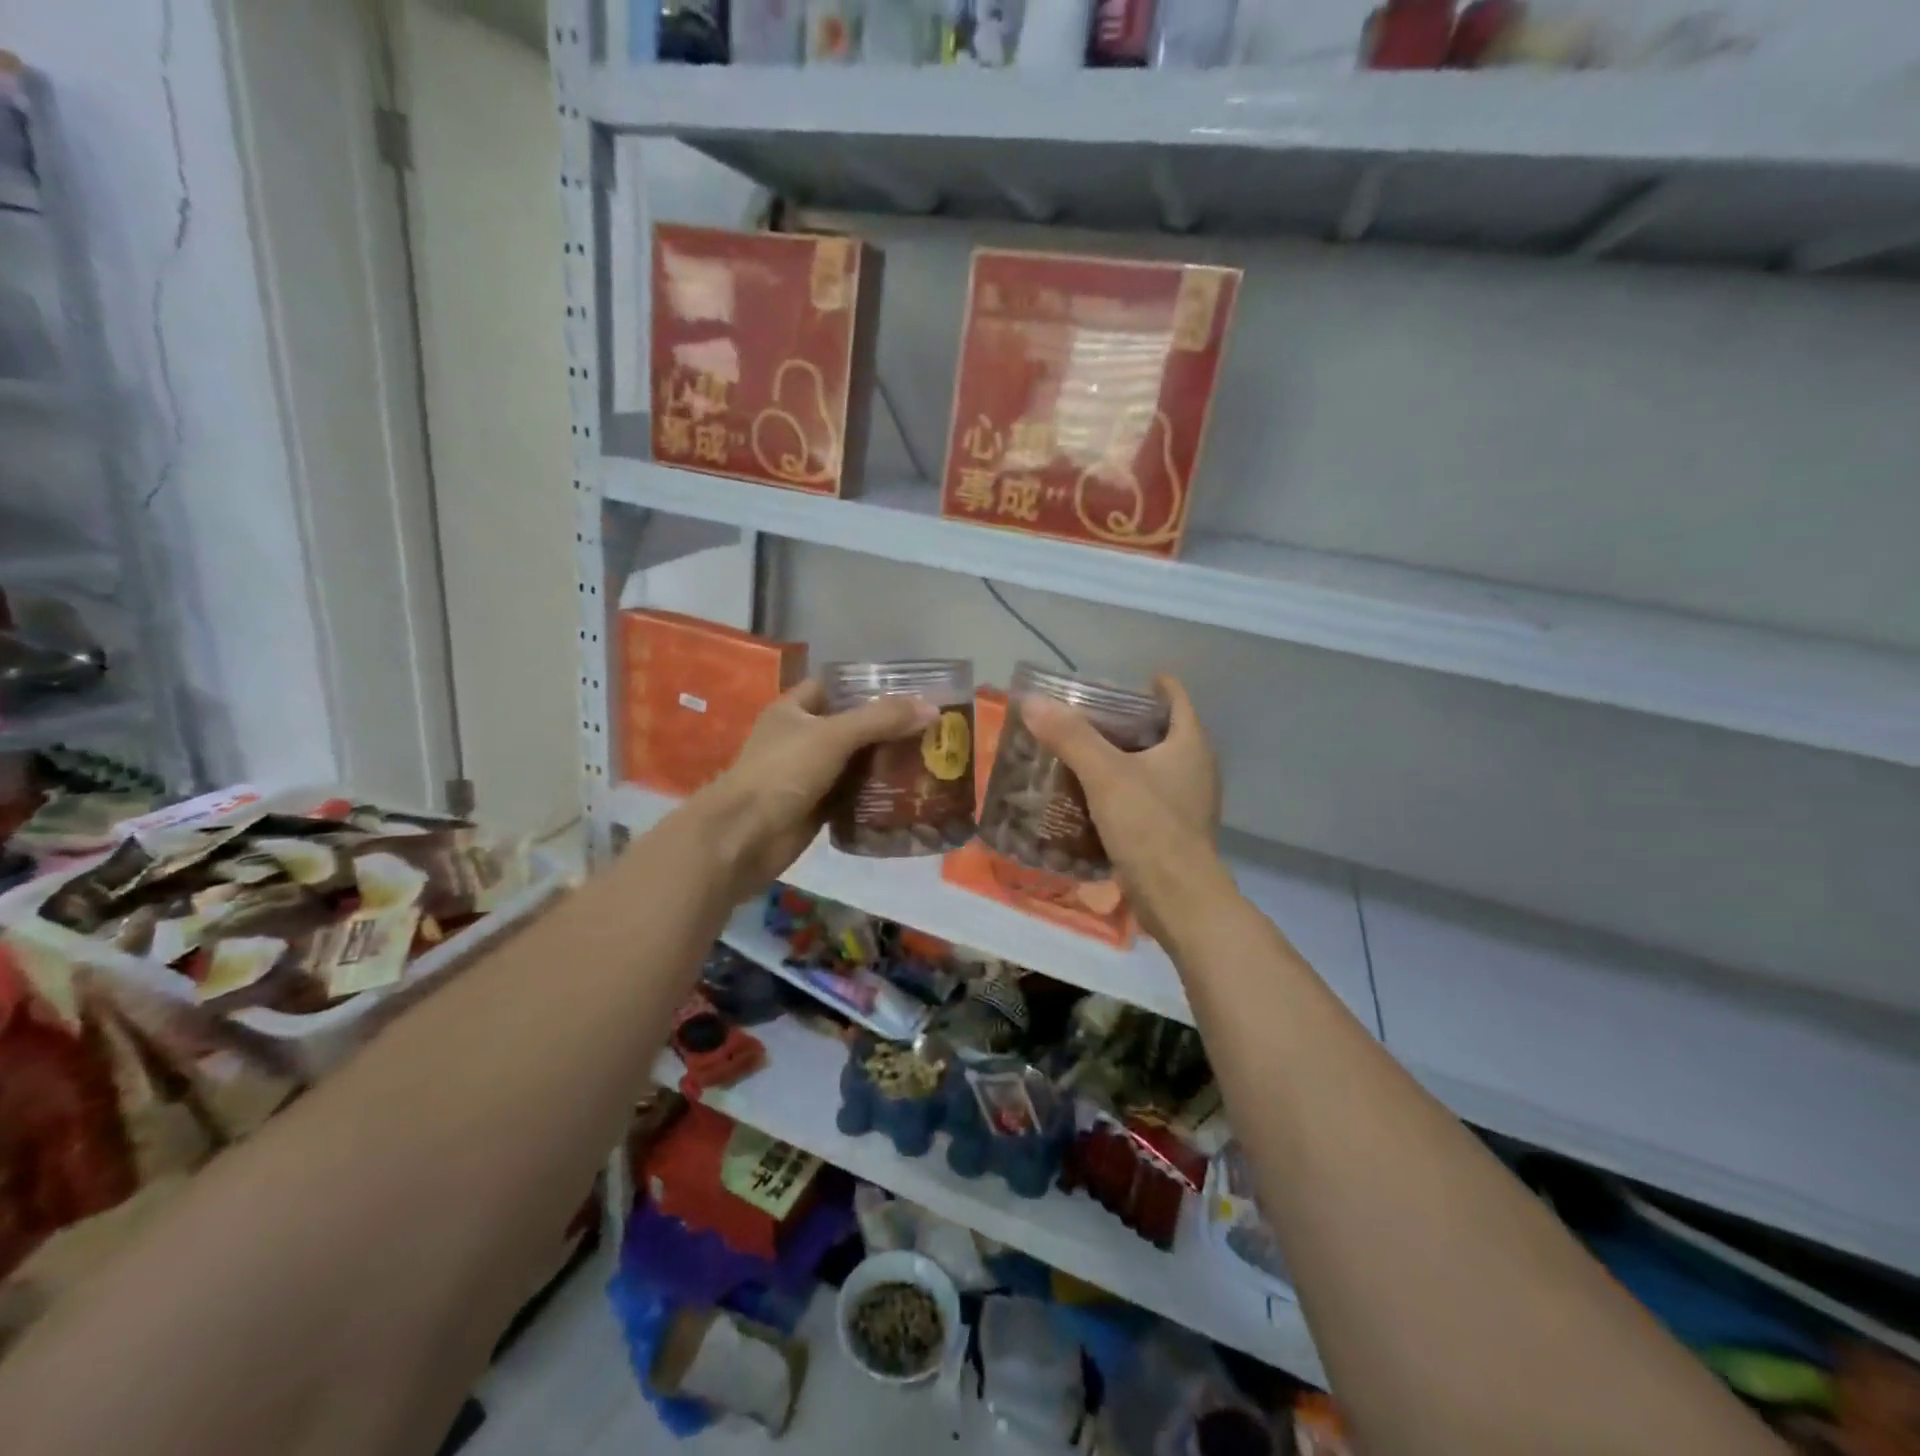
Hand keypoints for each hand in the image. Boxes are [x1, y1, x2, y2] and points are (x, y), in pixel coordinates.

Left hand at [691, 678, 934, 899]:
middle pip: (852, 726)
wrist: (744, 837)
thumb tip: (932, 708)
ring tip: (929, 760)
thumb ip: (881, 720)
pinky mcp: (817, 806)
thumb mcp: (833, 736)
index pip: (837, 687)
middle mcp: (801, 738)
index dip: (870, 686)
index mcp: (795, 710)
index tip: (911, 693)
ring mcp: (808, 774)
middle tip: (930, 730)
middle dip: (887, 728)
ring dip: (885, 763)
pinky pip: (852, 794)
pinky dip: (876, 794)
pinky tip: (908, 793)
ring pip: (855, 762)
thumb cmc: (782, 773)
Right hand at [1022, 675, 1222, 944]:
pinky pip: (1144, 797)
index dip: (1152, 685)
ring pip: (1150, 766)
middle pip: (1160, 731)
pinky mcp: (1172, 831)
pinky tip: (1089, 796)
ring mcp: (1186, 802)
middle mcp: (1195, 768)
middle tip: (1084, 718)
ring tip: (1080, 754)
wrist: (1178, 900)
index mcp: (1190, 744)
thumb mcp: (1105, 775)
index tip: (1117, 682)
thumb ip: (1070, 737)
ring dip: (1120, 759)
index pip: (1175, 698)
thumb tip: (1033, 702)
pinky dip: (1120, 790)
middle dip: (1125, 722)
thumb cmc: (1149, 826)